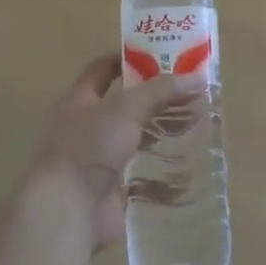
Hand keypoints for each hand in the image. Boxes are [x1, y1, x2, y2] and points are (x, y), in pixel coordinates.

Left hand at [21, 54, 204, 250]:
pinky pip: (141, 178)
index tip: (161, 55)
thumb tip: (198, 77)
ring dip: (160, 135)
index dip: (128, 59)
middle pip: (123, 106)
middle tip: (190, 93)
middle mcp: (84, 128)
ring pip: (134, 141)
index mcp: (78, 100)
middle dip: (155, 100)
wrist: (67, 209)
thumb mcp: (127, 108)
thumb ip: (161, 91)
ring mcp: (96, 161)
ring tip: (195, 127)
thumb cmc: (89, 146)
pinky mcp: (110, 191)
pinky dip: (162, 176)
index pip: (102, 69)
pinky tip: (188, 170)